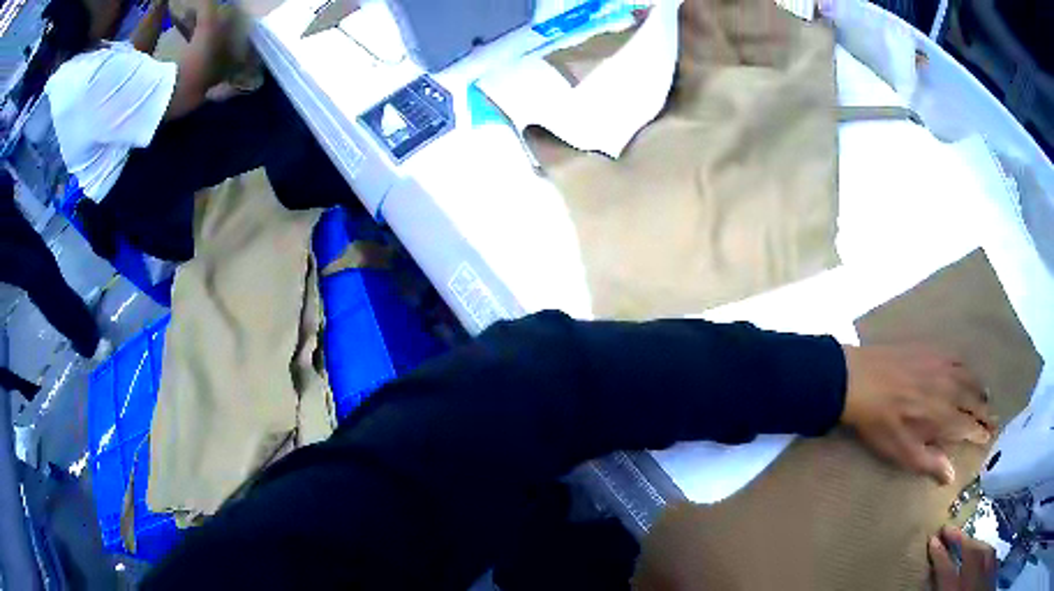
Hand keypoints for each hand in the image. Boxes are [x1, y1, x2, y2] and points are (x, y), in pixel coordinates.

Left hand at [841, 346, 993, 484]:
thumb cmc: (882, 424)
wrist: (863, 380)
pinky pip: (958, 359)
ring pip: (970, 379)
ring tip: (985, 397)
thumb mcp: (903, 452)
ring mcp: (943, 367)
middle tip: (994, 418)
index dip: (981, 432)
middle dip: (986, 412)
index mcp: (945, 417)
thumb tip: (951, 476)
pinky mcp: (933, 351)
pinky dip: (967, 369)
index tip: (990, 435)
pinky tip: (966, 372)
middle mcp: (951, 389)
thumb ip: (930, 463)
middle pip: (975, 401)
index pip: (970, 426)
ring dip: (979, 390)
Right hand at [929, 527, 996, 590]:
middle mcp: (974, 579)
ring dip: (973, 544)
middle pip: (969, 554)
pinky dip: (986, 552)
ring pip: (984, 551)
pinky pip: (992, 556)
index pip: (947, 571)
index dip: (939, 555)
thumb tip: (928, 579)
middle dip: (959, 541)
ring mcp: (988, 570)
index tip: (932, 540)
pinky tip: (983, 551)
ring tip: (964, 538)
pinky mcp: (994, 567)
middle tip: (948, 529)